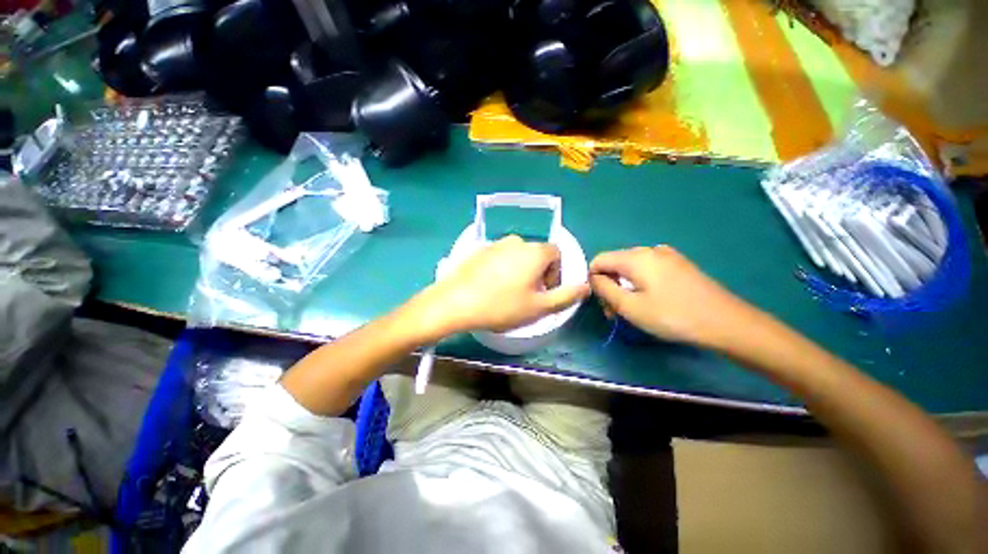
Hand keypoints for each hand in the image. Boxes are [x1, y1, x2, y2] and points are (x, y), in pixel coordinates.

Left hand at [413, 236, 589, 337]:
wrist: (456, 302)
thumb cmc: (502, 306)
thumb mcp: (539, 307)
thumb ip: (566, 296)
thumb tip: (586, 286)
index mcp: (534, 251)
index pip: (556, 254)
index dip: (555, 274)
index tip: (544, 292)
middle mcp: (516, 241)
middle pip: (536, 254)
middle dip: (538, 274)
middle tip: (527, 296)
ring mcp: (495, 243)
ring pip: (517, 256)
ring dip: (520, 271)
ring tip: (508, 293)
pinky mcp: (479, 250)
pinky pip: (500, 257)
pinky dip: (503, 269)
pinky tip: (491, 287)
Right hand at [589, 246, 746, 346]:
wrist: (726, 322)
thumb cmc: (672, 315)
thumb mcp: (630, 306)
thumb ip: (604, 289)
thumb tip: (593, 278)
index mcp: (635, 257)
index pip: (599, 260)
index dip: (593, 280)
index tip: (602, 302)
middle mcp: (649, 250)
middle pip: (615, 264)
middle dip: (609, 286)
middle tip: (616, 313)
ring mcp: (667, 256)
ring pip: (631, 268)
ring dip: (624, 287)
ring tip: (632, 310)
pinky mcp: (679, 265)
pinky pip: (648, 270)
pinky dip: (640, 284)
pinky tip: (650, 300)